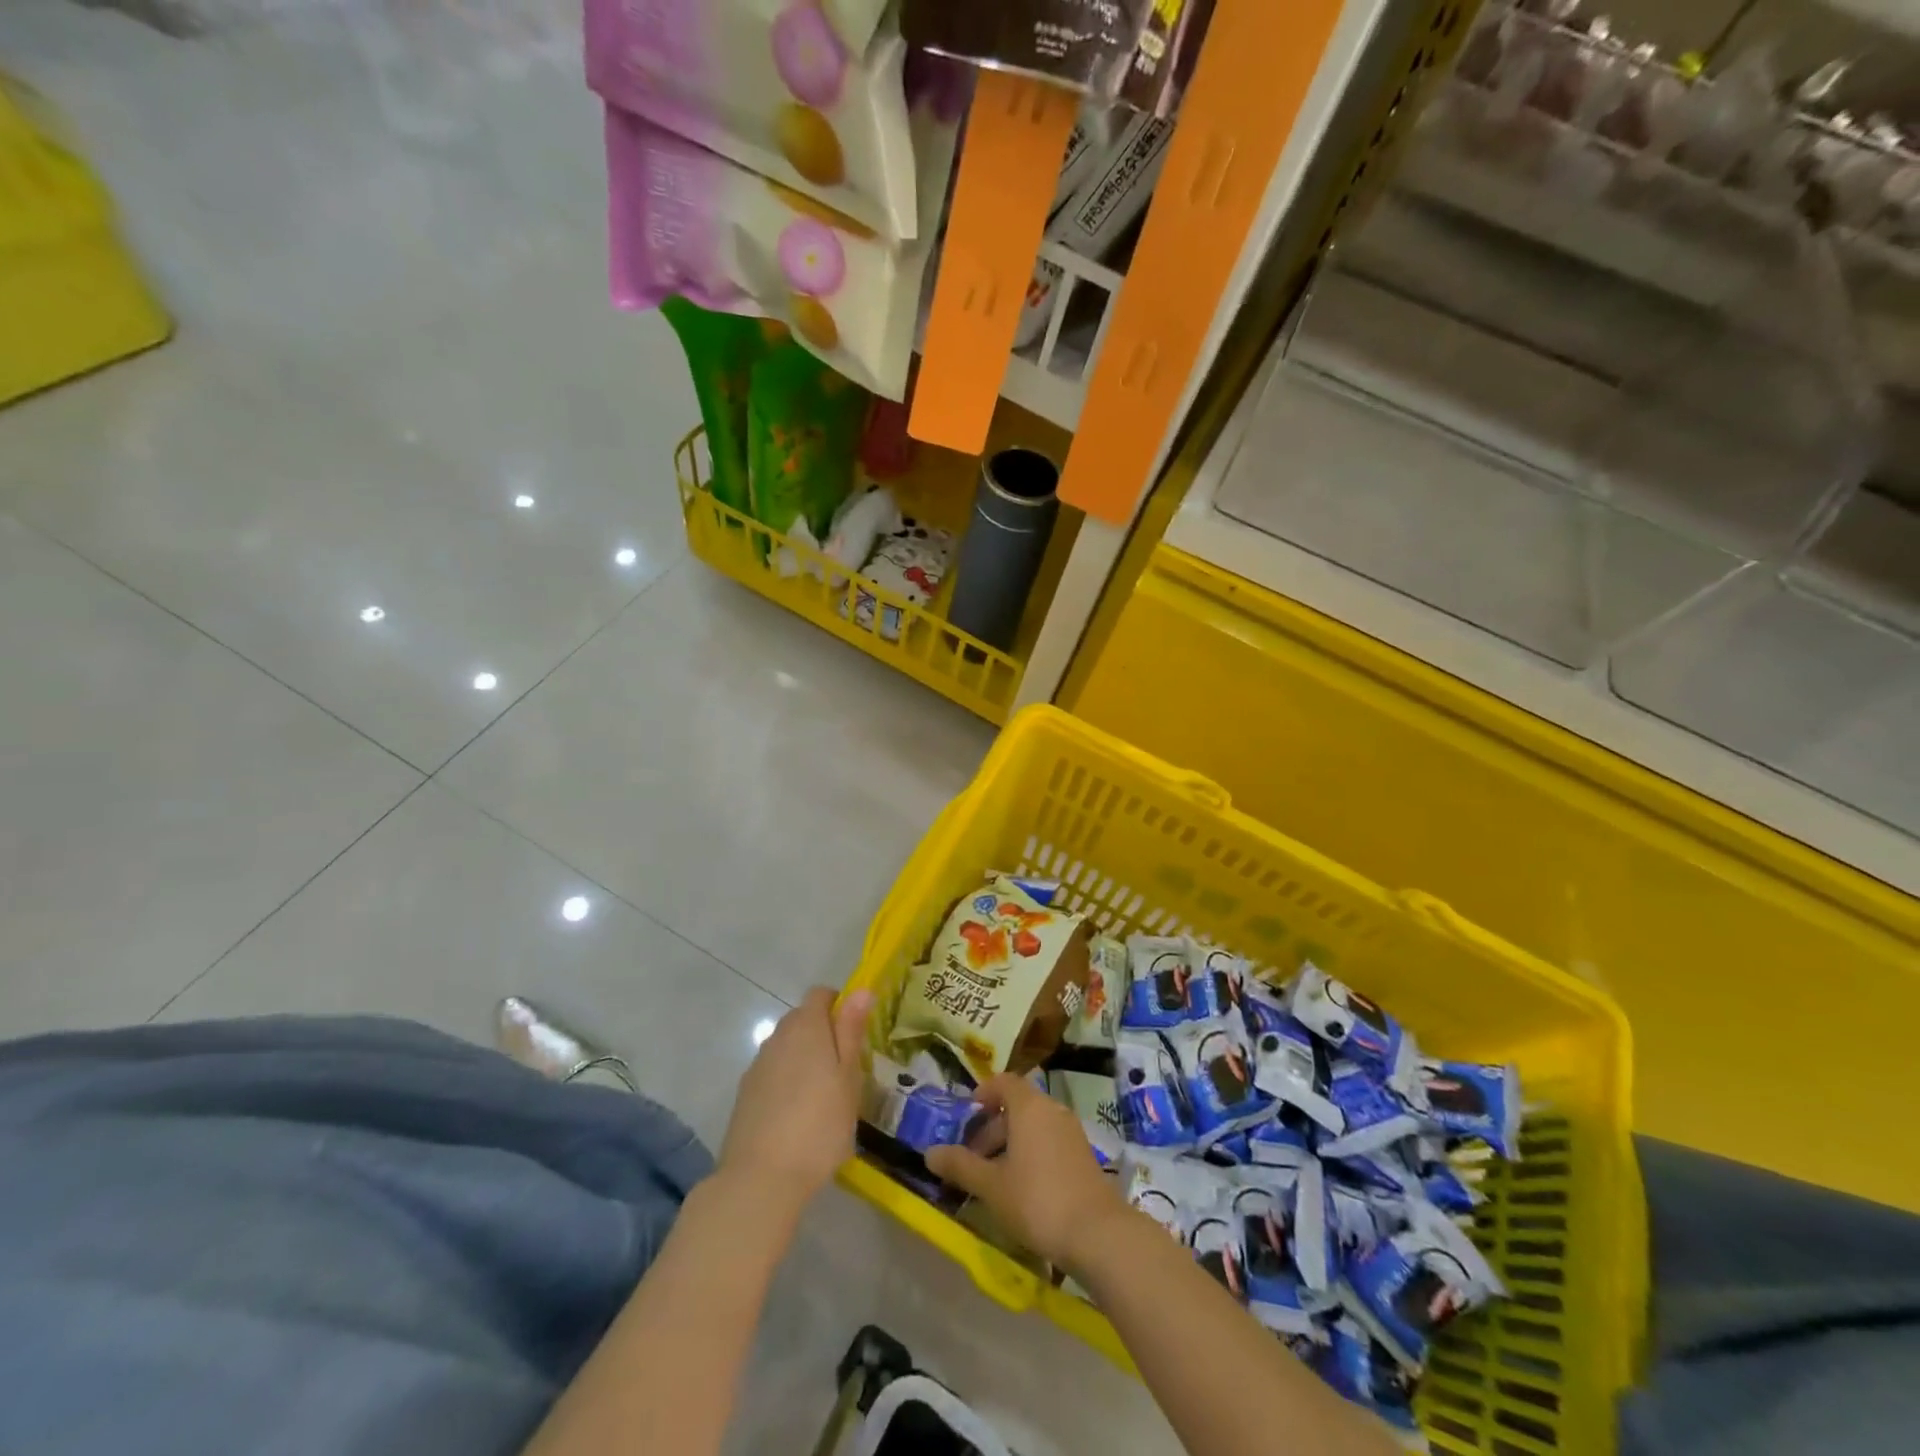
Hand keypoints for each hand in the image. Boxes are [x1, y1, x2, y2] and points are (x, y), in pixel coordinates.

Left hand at [719, 987, 872, 1210]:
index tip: (855, 1032)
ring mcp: (758, 1065)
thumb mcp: (848, 1077)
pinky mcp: (745, 1093)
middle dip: (823, 1033)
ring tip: (823, 1095)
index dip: (839, 1004)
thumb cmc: (819, 1124)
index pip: (820, 994)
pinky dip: (787, 1082)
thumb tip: (861, 989)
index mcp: (806, 1026)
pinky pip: (773, 1072)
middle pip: (802, 1019)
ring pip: (787, 1047)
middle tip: (845, 1068)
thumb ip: (852, 1030)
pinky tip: (797, 1115)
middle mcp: (778, 1037)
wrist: (761, 1178)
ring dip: (804, 1058)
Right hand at [924, 1071, 1127, 1272]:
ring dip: (1010, 1143)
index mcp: (1029, 1106)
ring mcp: (1071, 1132)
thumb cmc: (1037, 1200)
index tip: (966, 1116)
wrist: (1098, 1233)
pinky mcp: (1082, 1155)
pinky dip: (1030, 1154)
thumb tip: (929, 1153)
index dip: (983, 1093)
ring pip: (1033, 1126)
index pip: (1003, 1082)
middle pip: (1017, 1106)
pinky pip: (1048, 1141)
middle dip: (991, 1128)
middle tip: (972, 1158)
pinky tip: (1020, 1189)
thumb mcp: (991, 1185)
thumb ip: (960, 1166)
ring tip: (993, 1178)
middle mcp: (1052, 1110)